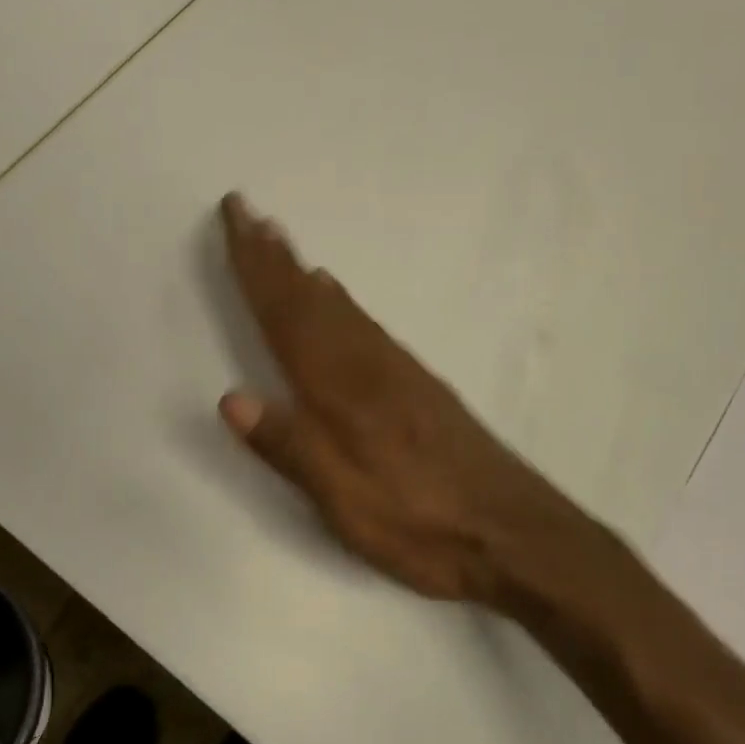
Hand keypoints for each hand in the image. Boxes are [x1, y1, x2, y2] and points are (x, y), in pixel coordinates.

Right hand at [217, 193, 607, 610]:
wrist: (514, 531)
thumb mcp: (345, 500)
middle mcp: (367, 365)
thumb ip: (289, 447)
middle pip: (310, 300)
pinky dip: (340, 303)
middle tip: (249, 212)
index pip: (286, 314)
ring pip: (339, 308)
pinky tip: (337, 299)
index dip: (255, 266)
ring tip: (281, 244)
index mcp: (341, 388)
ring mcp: (397, 371)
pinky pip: (364, 325)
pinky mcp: (418, 385)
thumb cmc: (420, 521)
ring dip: (303, 273)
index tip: (235, 215)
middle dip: (275, 256)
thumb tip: (231, 398)